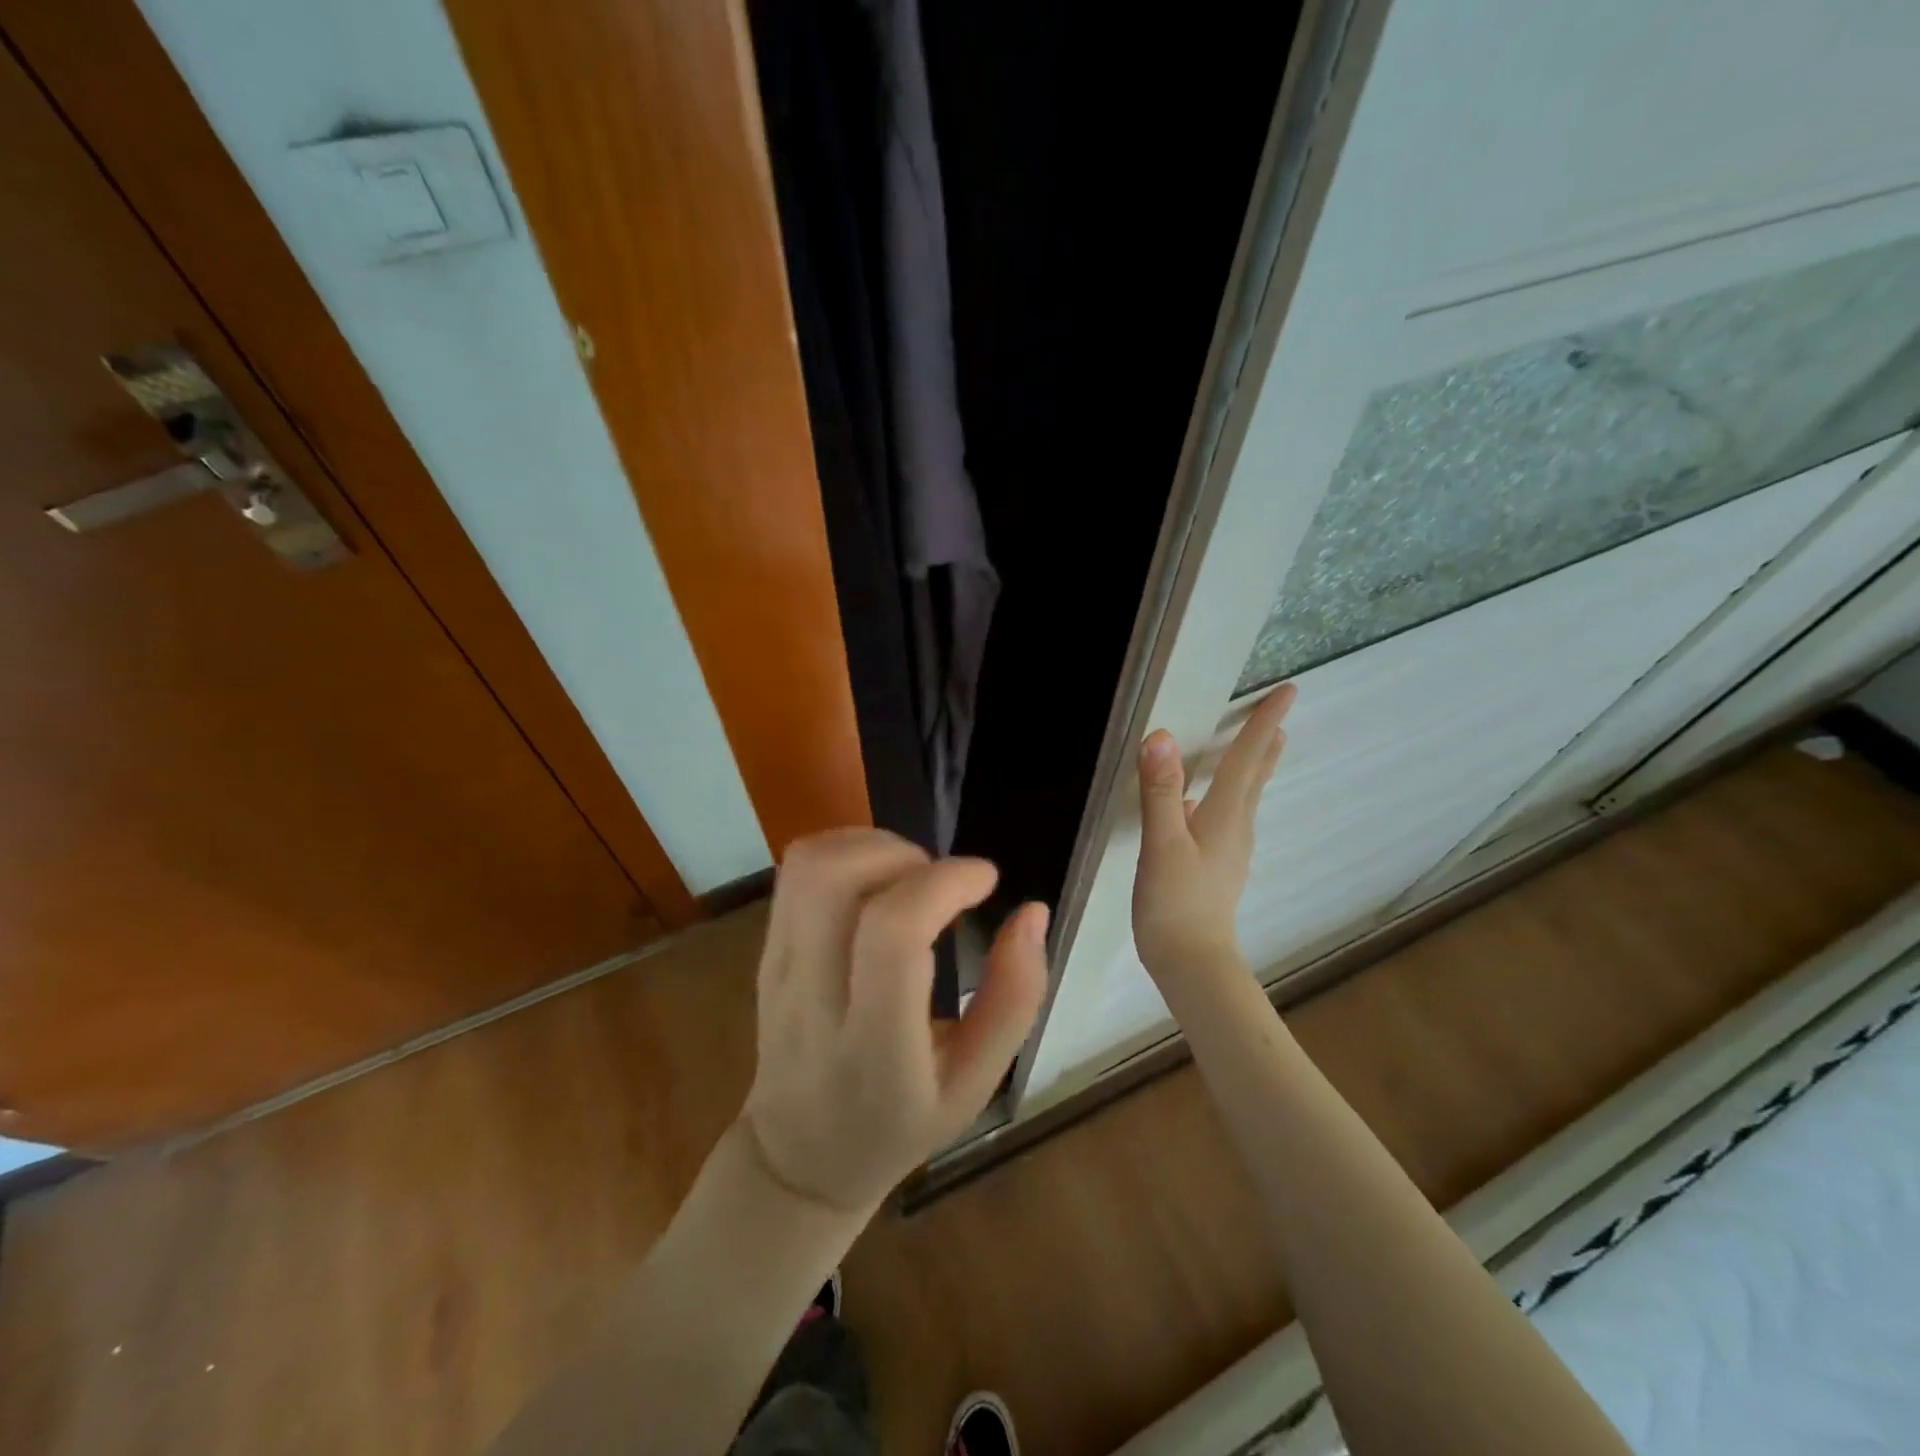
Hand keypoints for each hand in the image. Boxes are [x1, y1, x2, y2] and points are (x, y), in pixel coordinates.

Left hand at [740, 830, 1048, 1215]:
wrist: (799, 1154)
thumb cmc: (899, 1123)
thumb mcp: (976, 1083)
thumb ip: (1013, 999)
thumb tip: (1032, 912)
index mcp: (873, 1045)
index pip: (891, 934)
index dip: (943, 884)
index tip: (986, 880)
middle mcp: (813, 998)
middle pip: (833, 880)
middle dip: (902, 853)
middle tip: (941, 880)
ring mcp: (778, 969)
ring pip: (809, 866)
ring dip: (872, 846)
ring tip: (911, 877)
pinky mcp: (765, 949)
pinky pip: (795, 871)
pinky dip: (846, 851)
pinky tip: (879, 882)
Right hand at [1132, 684, 1295, 980]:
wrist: (1191, 962)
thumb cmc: (1176, 903)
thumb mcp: (1162, 844)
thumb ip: (1162, 792)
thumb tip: (1160, 737)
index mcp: (1225, 816)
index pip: (1247, 759)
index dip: (1263, 723)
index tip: (1287, 691)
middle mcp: (1235, 828)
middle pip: (1255, 777)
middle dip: (1266, 744)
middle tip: (1280, 716)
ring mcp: (1229, 850)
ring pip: (1244, 797)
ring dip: (1252, 767)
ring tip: (1257, 749)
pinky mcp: (1217, 867)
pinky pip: (1228, 816)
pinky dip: (1229, 795)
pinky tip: (1204, 804)